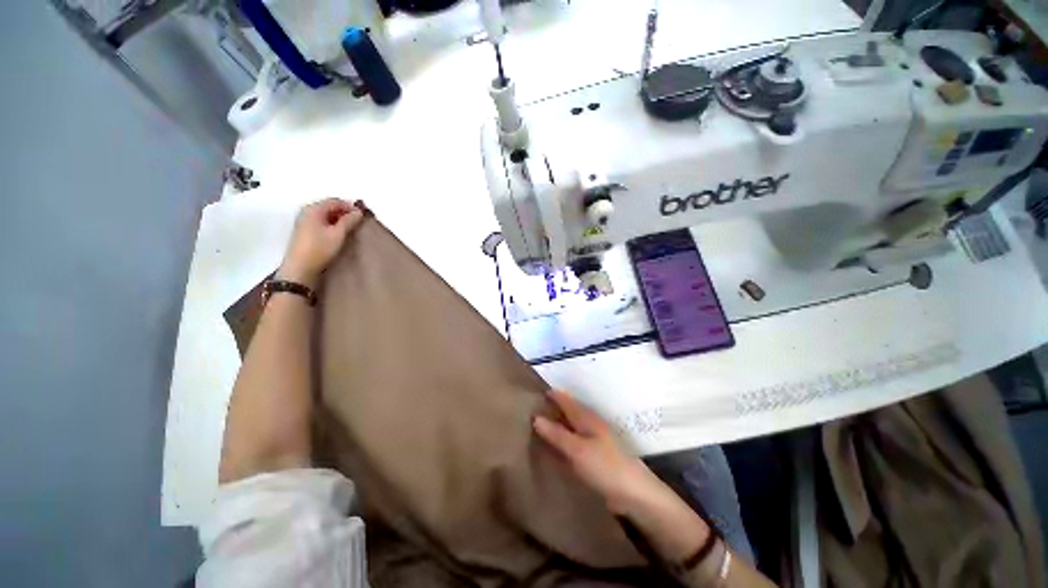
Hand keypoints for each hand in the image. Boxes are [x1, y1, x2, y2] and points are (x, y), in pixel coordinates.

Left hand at [279, 198, 364, 287]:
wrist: (300, 267)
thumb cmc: (320, 248)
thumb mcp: (338, 234)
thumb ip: (349, 221)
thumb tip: (358, 212)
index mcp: (314, 209)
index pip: (335, 201)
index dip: (350, 206)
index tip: (362, 215)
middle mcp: (307, 211)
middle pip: (329, 206)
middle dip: (344, 212)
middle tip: (357, 222)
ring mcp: (304, 220)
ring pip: (325, 214)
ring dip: (338, 219)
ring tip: (350, 228)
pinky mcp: (304, 230)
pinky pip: (321, 221)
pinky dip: (331, 224)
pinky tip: (338, 233)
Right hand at [533, 390, 663, 514]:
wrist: (635, 494)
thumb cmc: (606, 466)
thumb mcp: (577, 449)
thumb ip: (557, 434)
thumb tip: (535, 417)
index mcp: (586, 417)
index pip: (565, 399)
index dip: (550, 394)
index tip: (531, 392)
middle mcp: (589, 424)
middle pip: (567, 411)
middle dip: (550, 408)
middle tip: (528, 410)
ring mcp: (593, 440)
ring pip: (569, 426)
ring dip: (555, 424)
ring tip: (534, 427)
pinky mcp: (594, 456)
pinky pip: (572, 442)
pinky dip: (561, 441)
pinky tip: (551, 448)